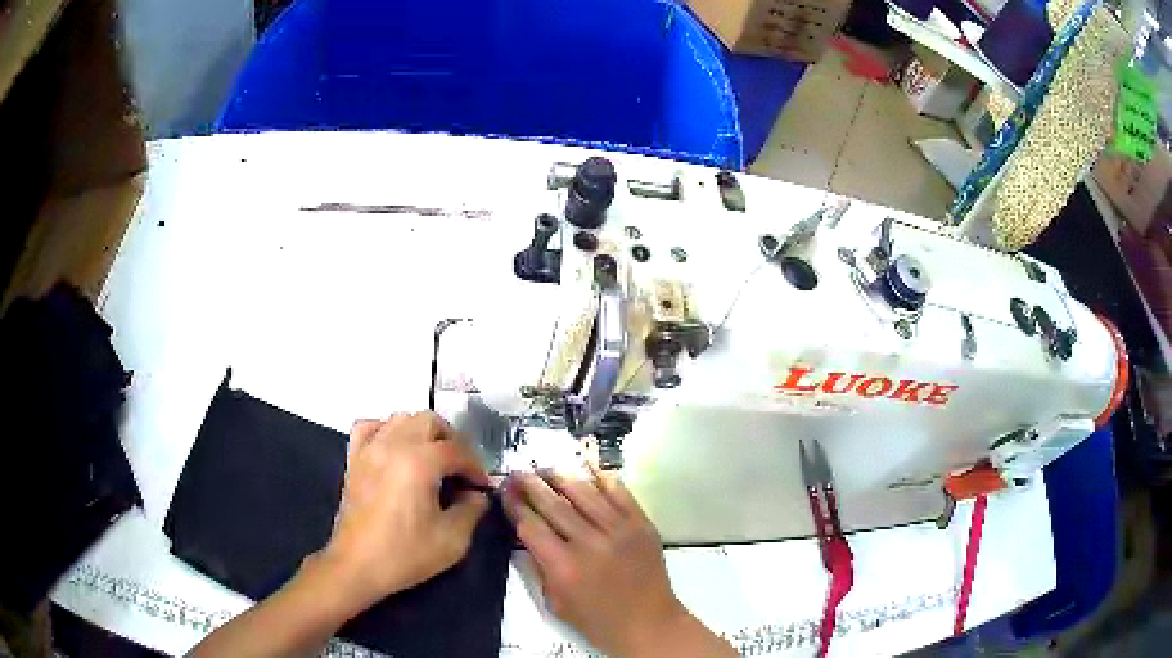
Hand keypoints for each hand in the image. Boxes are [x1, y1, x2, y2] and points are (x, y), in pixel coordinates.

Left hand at [316, 412, 489, 615]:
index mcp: (419, 462)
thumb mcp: (453, 540)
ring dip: (422, 433)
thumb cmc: (406, 554)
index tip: (482, 486)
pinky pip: (370, 427)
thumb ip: (472, 510)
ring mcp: (369, 449)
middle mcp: (393, 445)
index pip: (457, 450)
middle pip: (429, 421)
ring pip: (401, 418)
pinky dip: (386, 430)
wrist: (357, 566)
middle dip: (452, 441)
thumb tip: (476, 495)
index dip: (475, 466)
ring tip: (432, 459)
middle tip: (461, 469)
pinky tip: (396, 450)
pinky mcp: (354, 459)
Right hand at [503, 468, 720, 656]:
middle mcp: (589, 542)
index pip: (530, 526)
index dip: (514, 505)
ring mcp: (618, 530)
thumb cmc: (597, 620)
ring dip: (561, 477)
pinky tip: (587, 469)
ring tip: (545, 468)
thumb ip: (540, 566)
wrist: (648, 623)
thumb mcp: (555, 602)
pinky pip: (619, 493)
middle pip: (553, 504)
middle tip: (518, 472)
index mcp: (563, 566)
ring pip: (584, 493)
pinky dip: (602, 478)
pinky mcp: (641, 524)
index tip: (504, 491)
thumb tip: (528, 534)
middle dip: (531, 485)